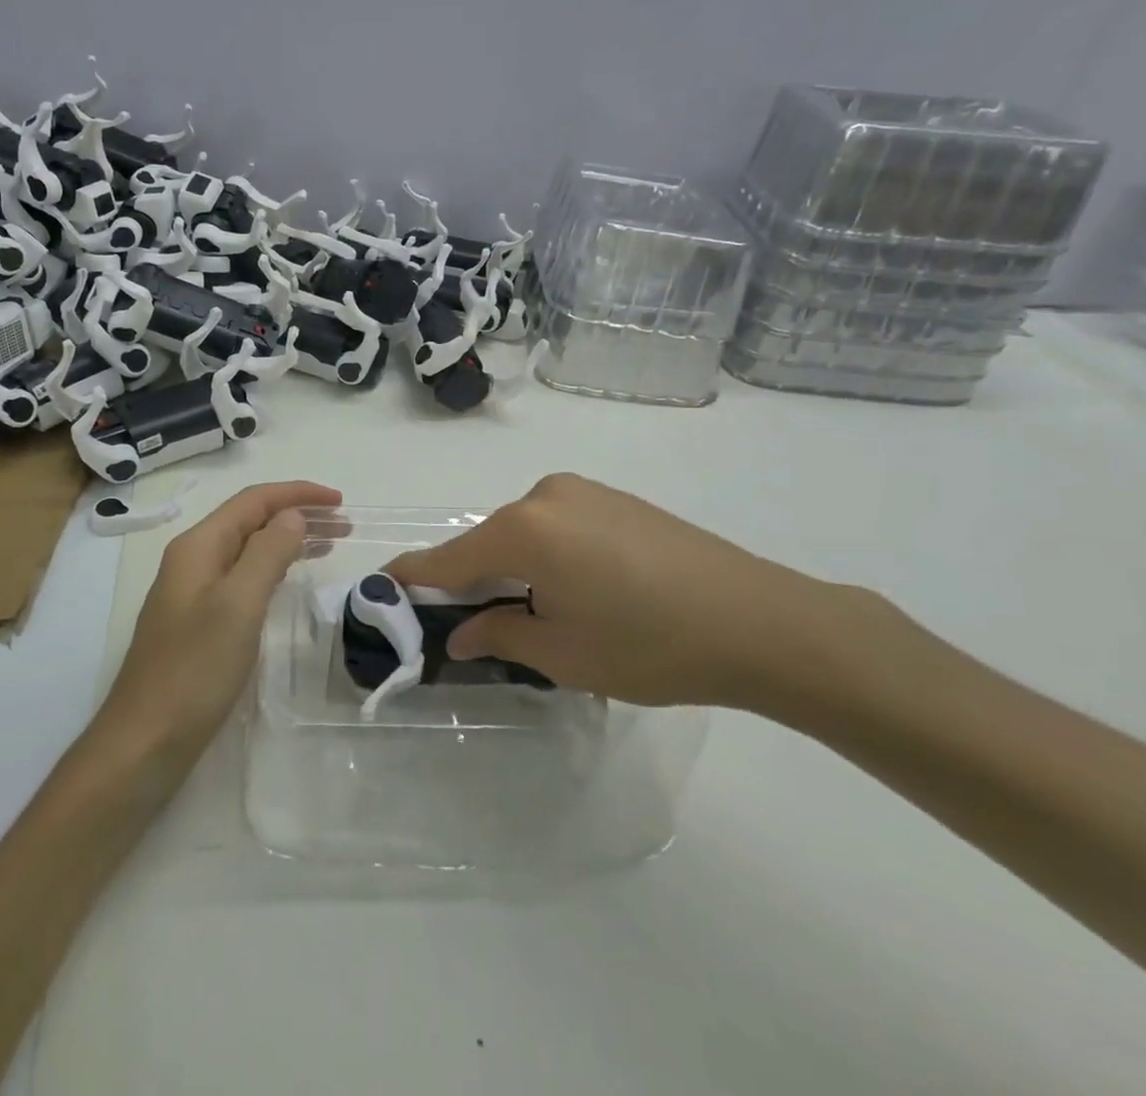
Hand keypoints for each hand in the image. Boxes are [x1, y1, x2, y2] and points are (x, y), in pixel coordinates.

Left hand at [100, 481, 340, 758]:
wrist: (145, 741)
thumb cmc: (194, 670)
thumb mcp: (238, 605)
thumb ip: (266, 553)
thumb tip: (291, 515)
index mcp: (198, 546)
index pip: (253, 501)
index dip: (297, 493)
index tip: (340, 500)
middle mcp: (193, 560)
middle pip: (251, 521)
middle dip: (297, 515)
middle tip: (345, 526)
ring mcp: (193, 592)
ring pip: (248, 549)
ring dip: (288, 541)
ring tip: (330, 546)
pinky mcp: (199, 621)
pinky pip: (243, 578)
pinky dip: (273, 569)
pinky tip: (291, 580)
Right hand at [385, 473, 879, 712]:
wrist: (760, 620)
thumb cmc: (650, 644)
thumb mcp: (563, 654)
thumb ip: (500, 635)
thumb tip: (461, 634)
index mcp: (523, 530)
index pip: (450, 557)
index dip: (415, 576)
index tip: (384, 587)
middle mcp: (544, 496)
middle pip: (487, 542)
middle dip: (474, 580)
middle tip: (474, 626)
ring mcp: (583, 491)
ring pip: (524, 533)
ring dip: (515, 568)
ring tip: (540, 615)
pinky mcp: (614, 498)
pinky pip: (558, 525)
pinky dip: (548, 554)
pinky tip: (580, 590)